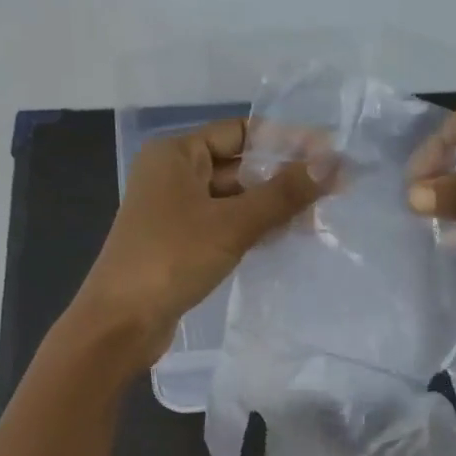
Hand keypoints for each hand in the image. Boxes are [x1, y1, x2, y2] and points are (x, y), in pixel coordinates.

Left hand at [71, 117, 330, 368]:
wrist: (121, 322)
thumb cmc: (171, 259)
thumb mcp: (232, 224)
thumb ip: (283, 193)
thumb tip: (334, 162)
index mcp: (176, 153)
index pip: (241, 132)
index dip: (286, 141)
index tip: (329, 155)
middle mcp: (173, 175)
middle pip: (239, 166)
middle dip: (283, 179)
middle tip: (334, 192)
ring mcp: (175, 211)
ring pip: (234, 199)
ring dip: (272, 207)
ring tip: (319, 219)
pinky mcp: (181, 243)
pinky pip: (225, 225)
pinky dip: (254, 229)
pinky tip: (287, 239)